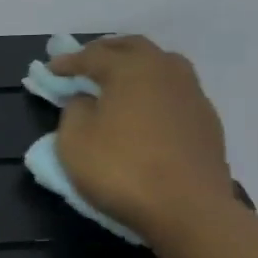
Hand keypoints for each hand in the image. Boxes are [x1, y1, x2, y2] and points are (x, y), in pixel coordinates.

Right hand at [50, 36, 233, 242]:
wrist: (188, 209)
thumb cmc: (121, 169)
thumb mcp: (74, 140)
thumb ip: (75, 110)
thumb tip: (87, 100)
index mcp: (131, 69)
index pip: (93, 55)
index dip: (68, 62)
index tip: (50, 70)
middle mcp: (166, 71)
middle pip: (134, 48)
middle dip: (106, 51)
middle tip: (85, 64)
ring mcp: (193, 95)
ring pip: (161, 66)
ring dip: (135, 67)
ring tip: (117, 83)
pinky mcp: (207, 121)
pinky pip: (174, 92)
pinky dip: (154, 91)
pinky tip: (143, 110)